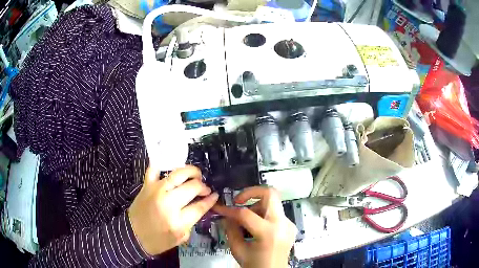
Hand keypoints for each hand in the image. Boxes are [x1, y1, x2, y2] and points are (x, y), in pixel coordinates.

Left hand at [128, 165, 218, 254]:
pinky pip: (154, 169)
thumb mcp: (181, 237)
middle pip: (192, 187)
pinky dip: (162, 165)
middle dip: (203, 186)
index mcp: (178, 221)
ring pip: (178, 174)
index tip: (215, 195)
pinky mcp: (147, 185)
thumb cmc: (158, 240)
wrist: (133, 235)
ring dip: (191, 171)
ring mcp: (156, 191)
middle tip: (205, 189)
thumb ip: (192, 222)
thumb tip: (201, 205)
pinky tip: (170, 168)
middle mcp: (168, 203)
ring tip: (196, 175)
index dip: (210, 199)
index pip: (200, 205)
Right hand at [213, 186, 296, 267]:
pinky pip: (276, 212)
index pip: (245, 213)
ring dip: (257, 205)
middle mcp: (282, 224)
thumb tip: (226, 215)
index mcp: (268, 233)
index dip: (229, 210)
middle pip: (270, 193)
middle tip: (238, 201)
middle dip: (251, 192)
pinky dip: (263, 214)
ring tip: (247, 221)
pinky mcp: (290, 225)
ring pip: (273, 202)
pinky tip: (256, 227)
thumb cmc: (255, 265)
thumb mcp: (238, 250)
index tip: (219, 209)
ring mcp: (289, 224)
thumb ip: (230, 230)